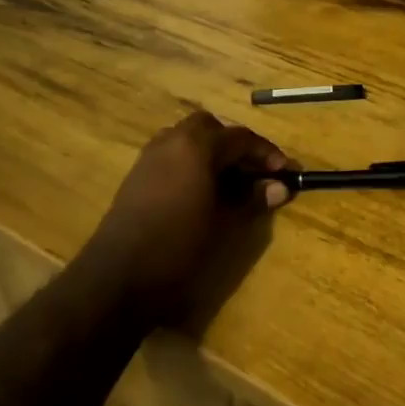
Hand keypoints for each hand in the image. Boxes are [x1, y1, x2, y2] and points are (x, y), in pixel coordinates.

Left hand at [77, 110, 292, 306]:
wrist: (119, 277)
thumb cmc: (179, 247)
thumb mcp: (225, 224)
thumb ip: (252, 199)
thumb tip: (279, 187)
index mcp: (196, 146)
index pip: (241, 137)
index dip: (267, 153)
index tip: (286, 173)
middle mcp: (171, 140)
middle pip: (212, 128)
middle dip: (237, 145)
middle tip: (256, 172)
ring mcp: (150, 156)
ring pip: (188, 138)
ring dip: (212, 151)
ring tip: (231, 181)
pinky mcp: (137, 175)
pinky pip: (172, 154)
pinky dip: (192, 162)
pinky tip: (203, 191)